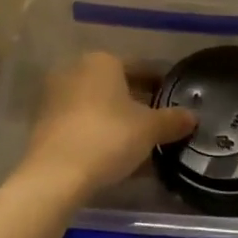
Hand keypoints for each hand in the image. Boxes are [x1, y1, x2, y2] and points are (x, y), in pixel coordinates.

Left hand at [18, 51, 195, 197]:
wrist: (55, 175)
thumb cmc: (108, 138)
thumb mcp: (149, 129)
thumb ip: (172, 120)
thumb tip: (192, 116)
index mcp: (102, 62)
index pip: (141, 68)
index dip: (161, 84)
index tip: (176, 98)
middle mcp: (75, 71)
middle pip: (117, 86)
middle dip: (139, 103)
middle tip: (161, 122)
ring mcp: (55, 97)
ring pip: (98, 106)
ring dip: (119, 121)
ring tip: (141, 143)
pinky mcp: (44, 124)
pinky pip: (82, 124)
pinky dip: (100, 134)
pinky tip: (117, 155)